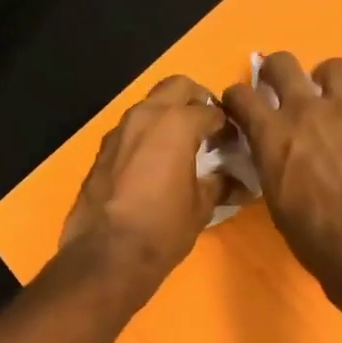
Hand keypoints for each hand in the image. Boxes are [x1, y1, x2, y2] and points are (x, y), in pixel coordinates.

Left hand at [60, 75, 227, 297]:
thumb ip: (220, 184)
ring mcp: (119, 130)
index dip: (228, 126)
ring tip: (183, 146)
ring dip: (168, 115)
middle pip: (177, 87)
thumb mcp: (201, 207)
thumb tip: (239, 182)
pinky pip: (131, 130)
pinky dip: (147, 135)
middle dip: (196, 100)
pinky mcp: (102, 150)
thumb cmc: (163, 228)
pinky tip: (155, 164)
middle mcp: (145, 116)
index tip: (235, 143)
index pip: (212, 110)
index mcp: (176, 123)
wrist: (107, 255)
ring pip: (150, 105)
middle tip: (208, 128)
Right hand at [222, 52, 341, 313]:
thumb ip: (273, 165)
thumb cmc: (313, 237)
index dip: (236, 97)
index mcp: (273, 134)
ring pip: (335, 68)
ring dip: (327, 81)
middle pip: (284, 63)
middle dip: (275, 69)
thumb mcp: (276, 201)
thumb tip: (276, 156)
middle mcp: (308, 112)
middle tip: (278, 84)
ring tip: (330, 102)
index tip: (239, 106)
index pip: (240, 95)